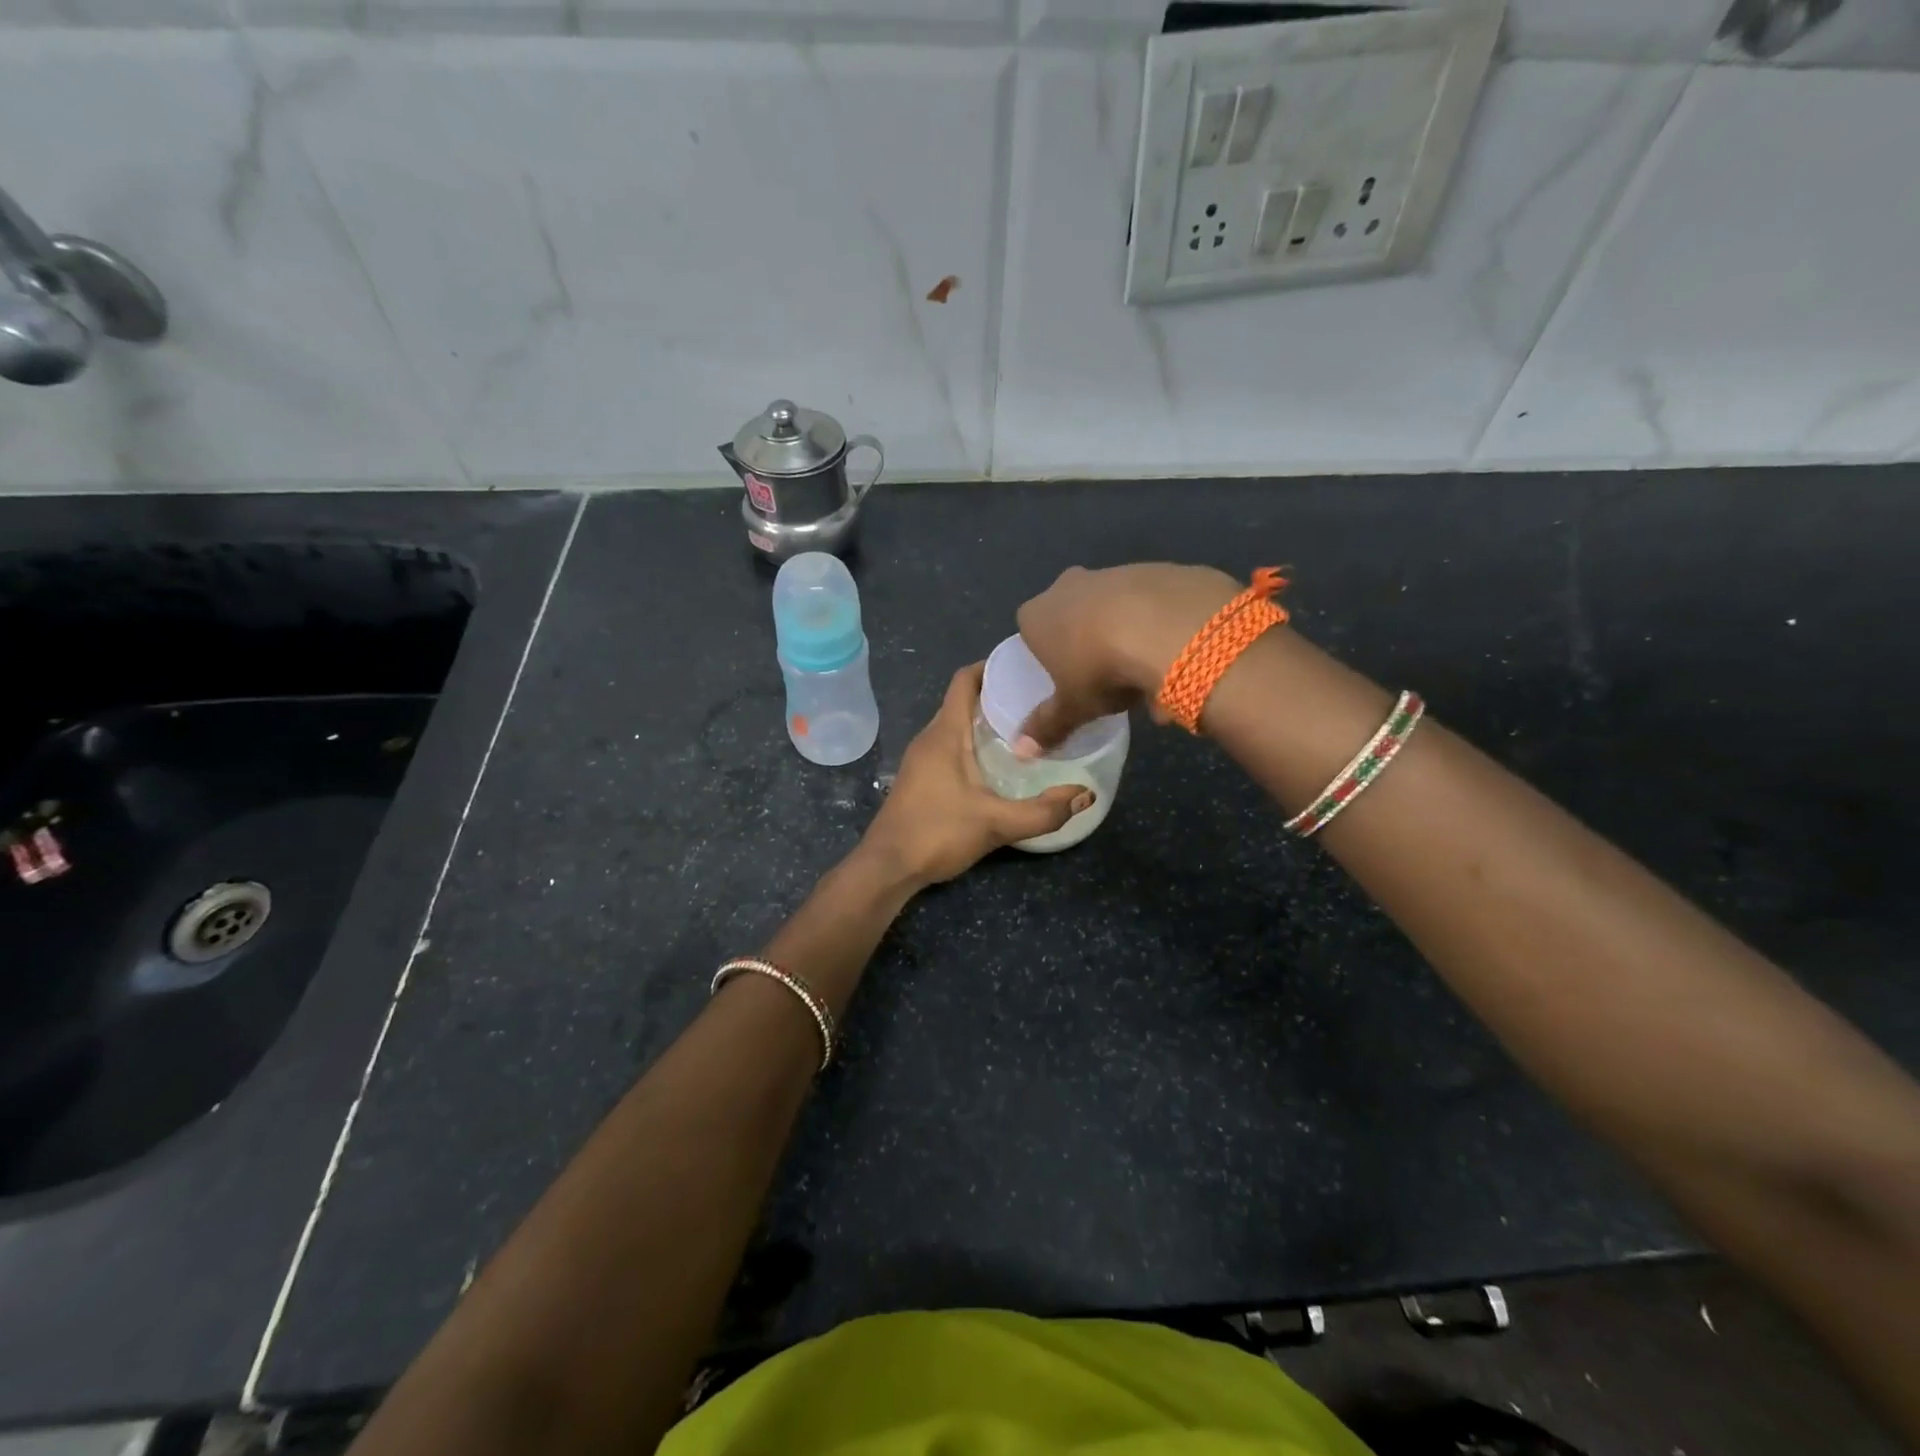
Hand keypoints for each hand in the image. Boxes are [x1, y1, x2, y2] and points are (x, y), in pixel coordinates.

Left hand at [860, 664, 1089, 886]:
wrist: (887, 867)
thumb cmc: (936, 833)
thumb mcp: (996, 823)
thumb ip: (1043, 811)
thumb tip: (1086, 795)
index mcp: (945, 733)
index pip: (965, 680)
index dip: (992, 666)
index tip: (1026, 667)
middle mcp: (930, 738)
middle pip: (964, 700)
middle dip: (998, 694)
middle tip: (1039, 700)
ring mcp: (922, 759)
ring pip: (957, 725)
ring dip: (987, 721)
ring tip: (1028, 728)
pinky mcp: (921, 778)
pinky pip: (952, 746)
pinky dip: (976, 743)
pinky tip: (1001, 764)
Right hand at [1013, 563, 1238, 750]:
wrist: (1168, 626)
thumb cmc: (1101, 668)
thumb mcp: (1073, 707)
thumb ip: (1048, 726)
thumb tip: (1020, 752)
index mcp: (1038, 615)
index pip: (1030, 630)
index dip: (1046, 654)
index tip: (1064, 677)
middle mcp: (1069, 586)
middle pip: (1072, 615)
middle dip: (1087, 642)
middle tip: (1105, 678)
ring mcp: (1114, 572)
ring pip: (1115, 609)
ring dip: (1126, 637)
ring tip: (1147, 677)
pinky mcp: (1156, 570)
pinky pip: (1152, 605)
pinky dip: (1159, 627)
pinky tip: (1176, 655)